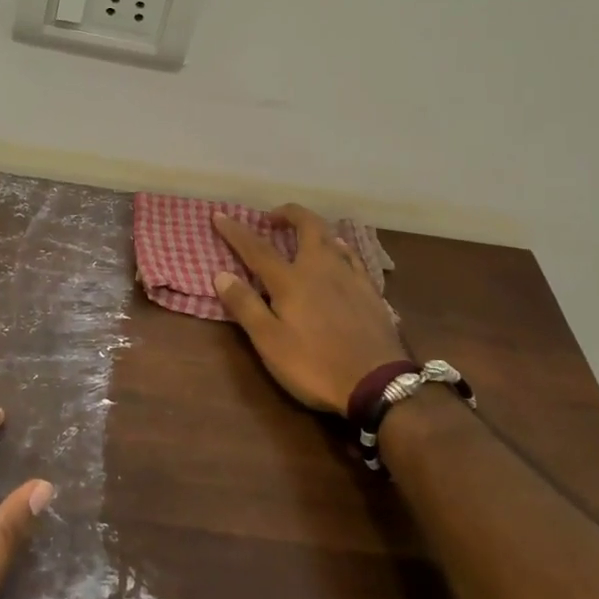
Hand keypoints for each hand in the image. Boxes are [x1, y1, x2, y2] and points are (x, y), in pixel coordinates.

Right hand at [213, 203, 410, 415]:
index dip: (236, 231)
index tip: (219, 216)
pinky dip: (340, 250)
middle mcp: (322, 268)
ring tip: (304, 237)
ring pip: (333, 239)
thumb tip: (221, 274)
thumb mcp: (270, 342)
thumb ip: (245, 306)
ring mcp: (351, 277)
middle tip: (273, 218)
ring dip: (315, 230)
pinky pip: (353, 258)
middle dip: (289, 214)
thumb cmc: (315, 365)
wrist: (379, 384)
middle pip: (307, 226)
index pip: (256, 248)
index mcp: (291, 280)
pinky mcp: (372, 292)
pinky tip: (340, 259)